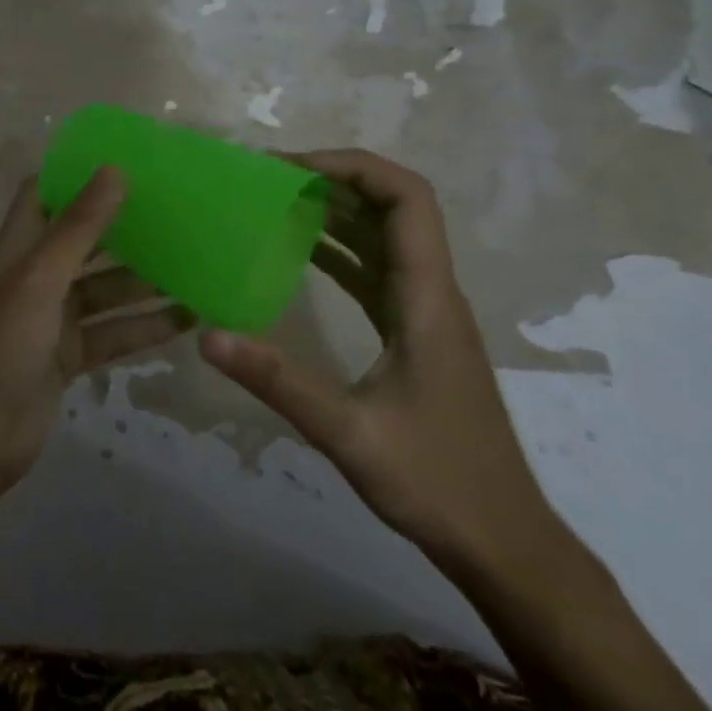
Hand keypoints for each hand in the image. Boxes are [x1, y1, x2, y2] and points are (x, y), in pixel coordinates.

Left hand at [0, 168, 191, 496]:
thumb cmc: (1, 347)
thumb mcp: (40, 280)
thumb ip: (79, 228)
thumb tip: (115, 170)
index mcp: (20, 249)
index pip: (44, 194)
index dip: (77, 175)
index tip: (126, 160)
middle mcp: (36, 277)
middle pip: (84, 240)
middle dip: (125, 226)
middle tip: (178, 209)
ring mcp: (54, 319)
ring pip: (107, 289)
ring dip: (145, 279)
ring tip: (197, 261)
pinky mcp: (70, 356)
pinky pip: (115, 331)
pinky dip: (146, 325)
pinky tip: (188, 317)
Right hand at [199, 149, 561, 574]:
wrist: (504, 543)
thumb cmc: (438, 484)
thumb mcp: (349, 434)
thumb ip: (278, 382)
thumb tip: (208, 337)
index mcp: (428, 298)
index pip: (407, 199)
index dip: (354, 167)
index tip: (292, 168)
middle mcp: (432, 292)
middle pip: (394, 207)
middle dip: (334, 181)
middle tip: (268, 181)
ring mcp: (426, 313)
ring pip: (384, 238)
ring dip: (336, 213)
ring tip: (275, 205)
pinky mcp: (415, 334)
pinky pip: (376, 272)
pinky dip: (339, 251)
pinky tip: (299, 256)